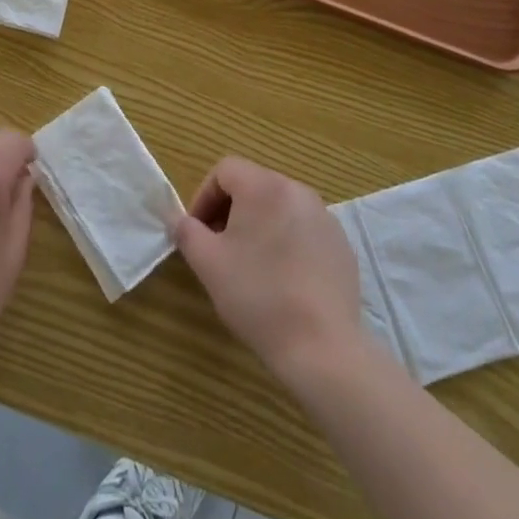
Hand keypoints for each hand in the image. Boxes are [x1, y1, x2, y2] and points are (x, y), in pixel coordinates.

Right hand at [175, 157, 364, 383]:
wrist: (322, 348)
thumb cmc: (258, 297)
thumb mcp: (208, 263)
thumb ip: (186, 231)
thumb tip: (177, 218)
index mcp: (264, 186)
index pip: (225, 170)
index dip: (204, 197)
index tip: (198, 232)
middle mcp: (297, 191)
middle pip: (253, 186)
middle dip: (230, 211)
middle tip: (220, 249)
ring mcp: (324, 217)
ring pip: (279, 208)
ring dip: (258, 226)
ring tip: (251, 266)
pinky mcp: (341, 245)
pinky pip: (303, 230)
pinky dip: (287, 243)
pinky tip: (283, 280)